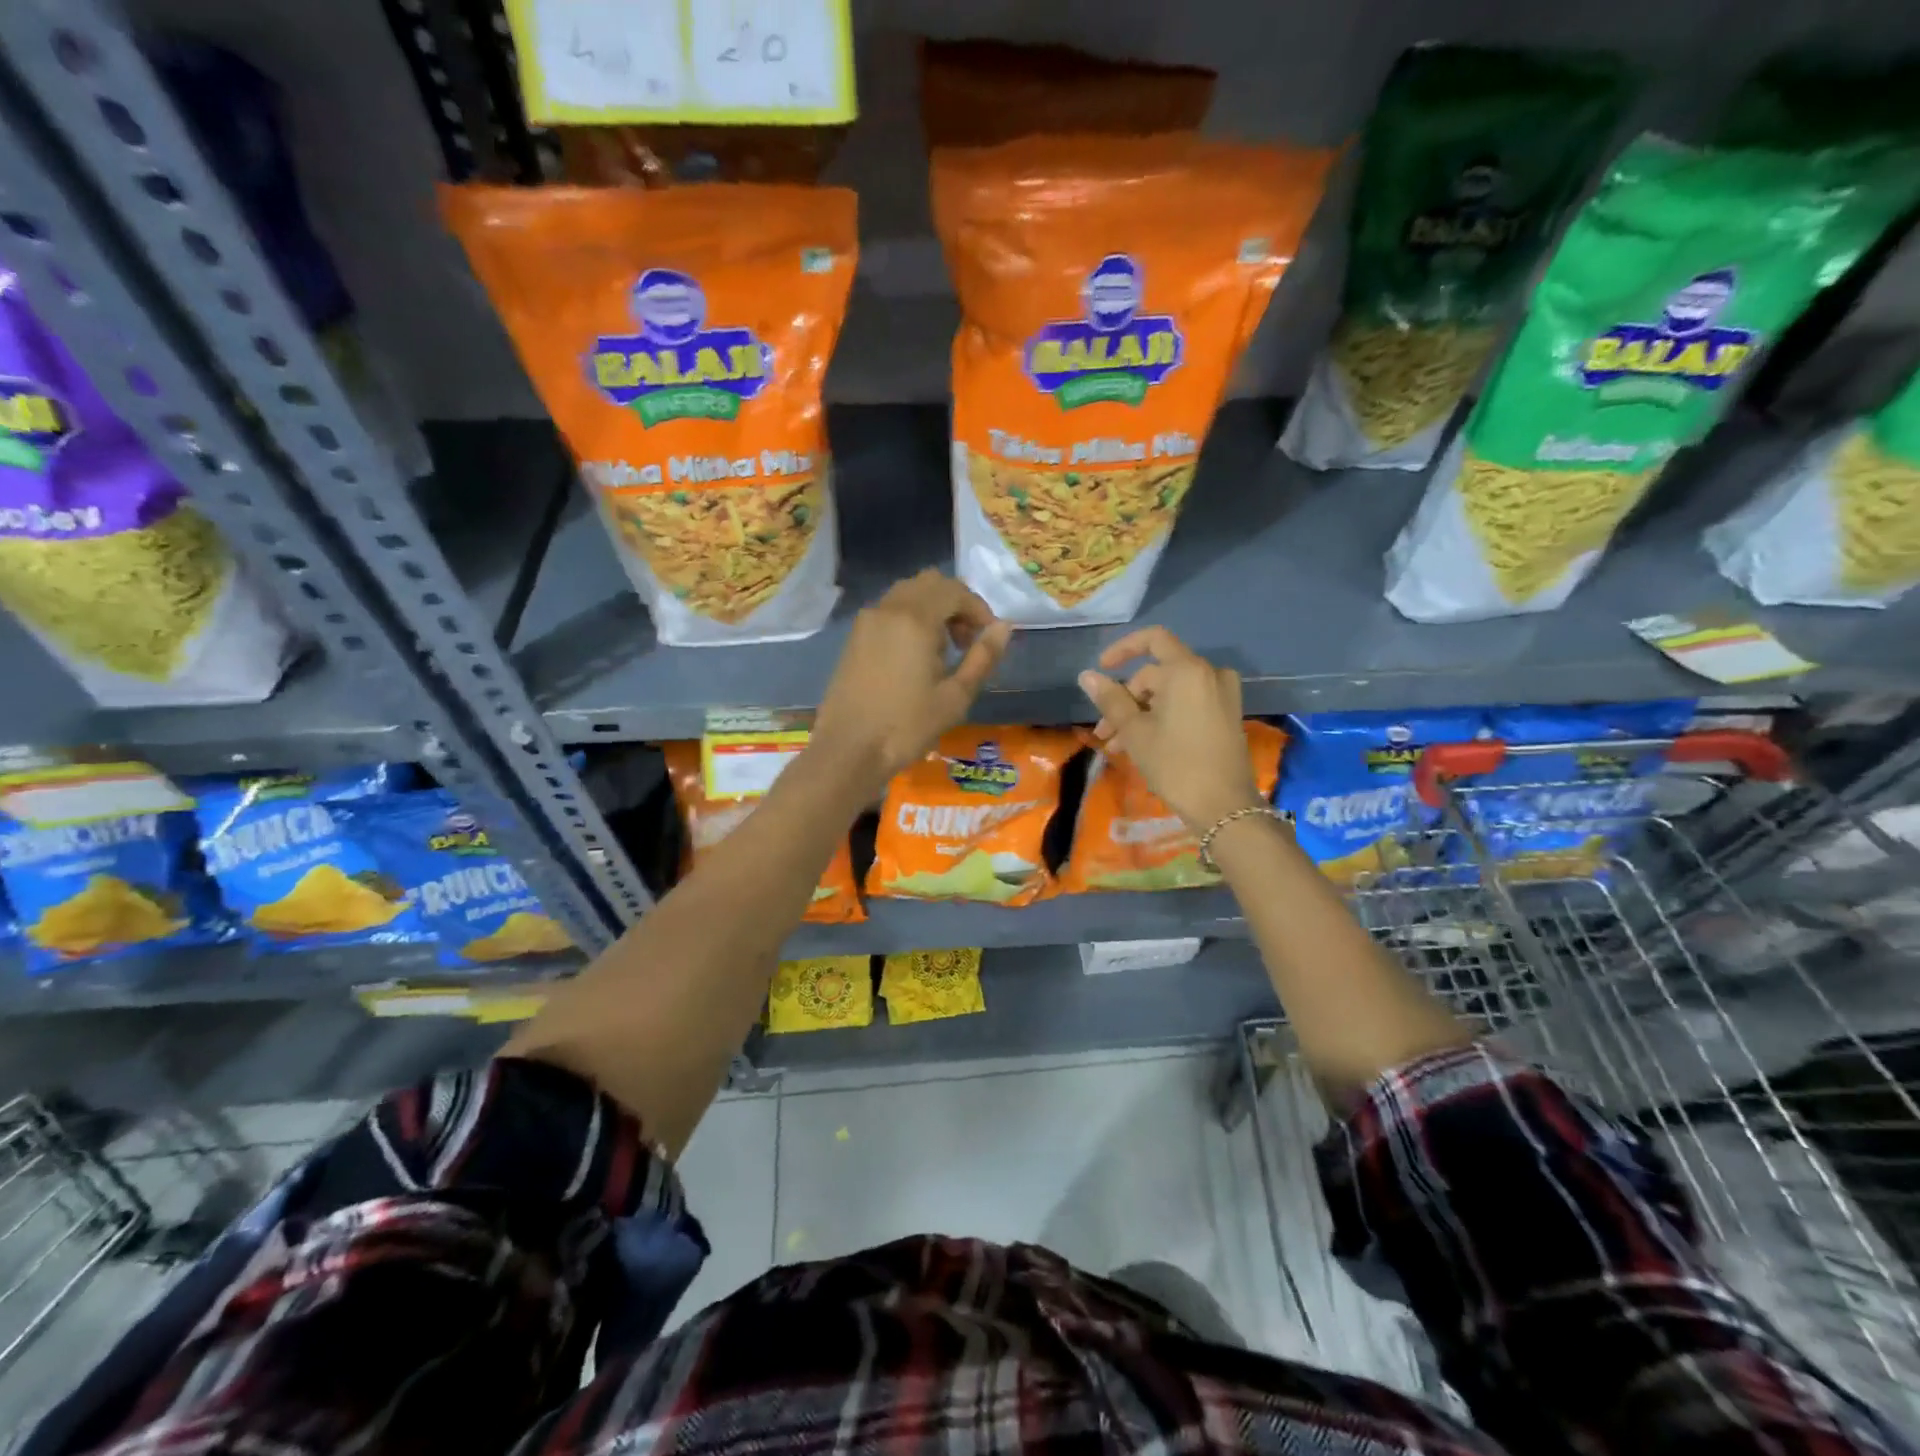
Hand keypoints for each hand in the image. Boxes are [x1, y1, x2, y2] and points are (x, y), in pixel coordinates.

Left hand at [811, 570, 1012, 798]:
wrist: (848, 750)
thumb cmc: (907, 726)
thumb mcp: (955, 696)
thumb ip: (983, 657)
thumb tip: (1004, 627)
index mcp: (915, 619)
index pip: (955, 590)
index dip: (978, 609)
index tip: (988, 638)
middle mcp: (888, 609)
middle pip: (929, 583)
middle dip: (955, 604)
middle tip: (967, 642)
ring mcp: (866, 621)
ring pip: (906, 593)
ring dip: (932, 609)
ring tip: (943, 650)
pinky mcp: (854, 637)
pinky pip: (888, 610)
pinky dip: (909, 618)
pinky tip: (914, 657)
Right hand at [1078, 627, 1262, 833]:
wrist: (1224, 806)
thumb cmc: (1175, 764)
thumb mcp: (1135, 732)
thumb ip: (1110, 699)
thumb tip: (1086, 676)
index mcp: (1187, 671)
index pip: (1153, 640)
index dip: (1123, 649)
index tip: (1102, 670)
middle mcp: (1209, 674)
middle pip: (1158, 673)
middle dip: (1127, 699)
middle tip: (1105, 732)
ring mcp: (1223, 695)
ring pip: (1171, 692)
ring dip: (1142, 713)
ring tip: (1119, 747)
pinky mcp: (1227, 715)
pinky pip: (1189, 703)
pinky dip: (1164, 716)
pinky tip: (1145, 745)